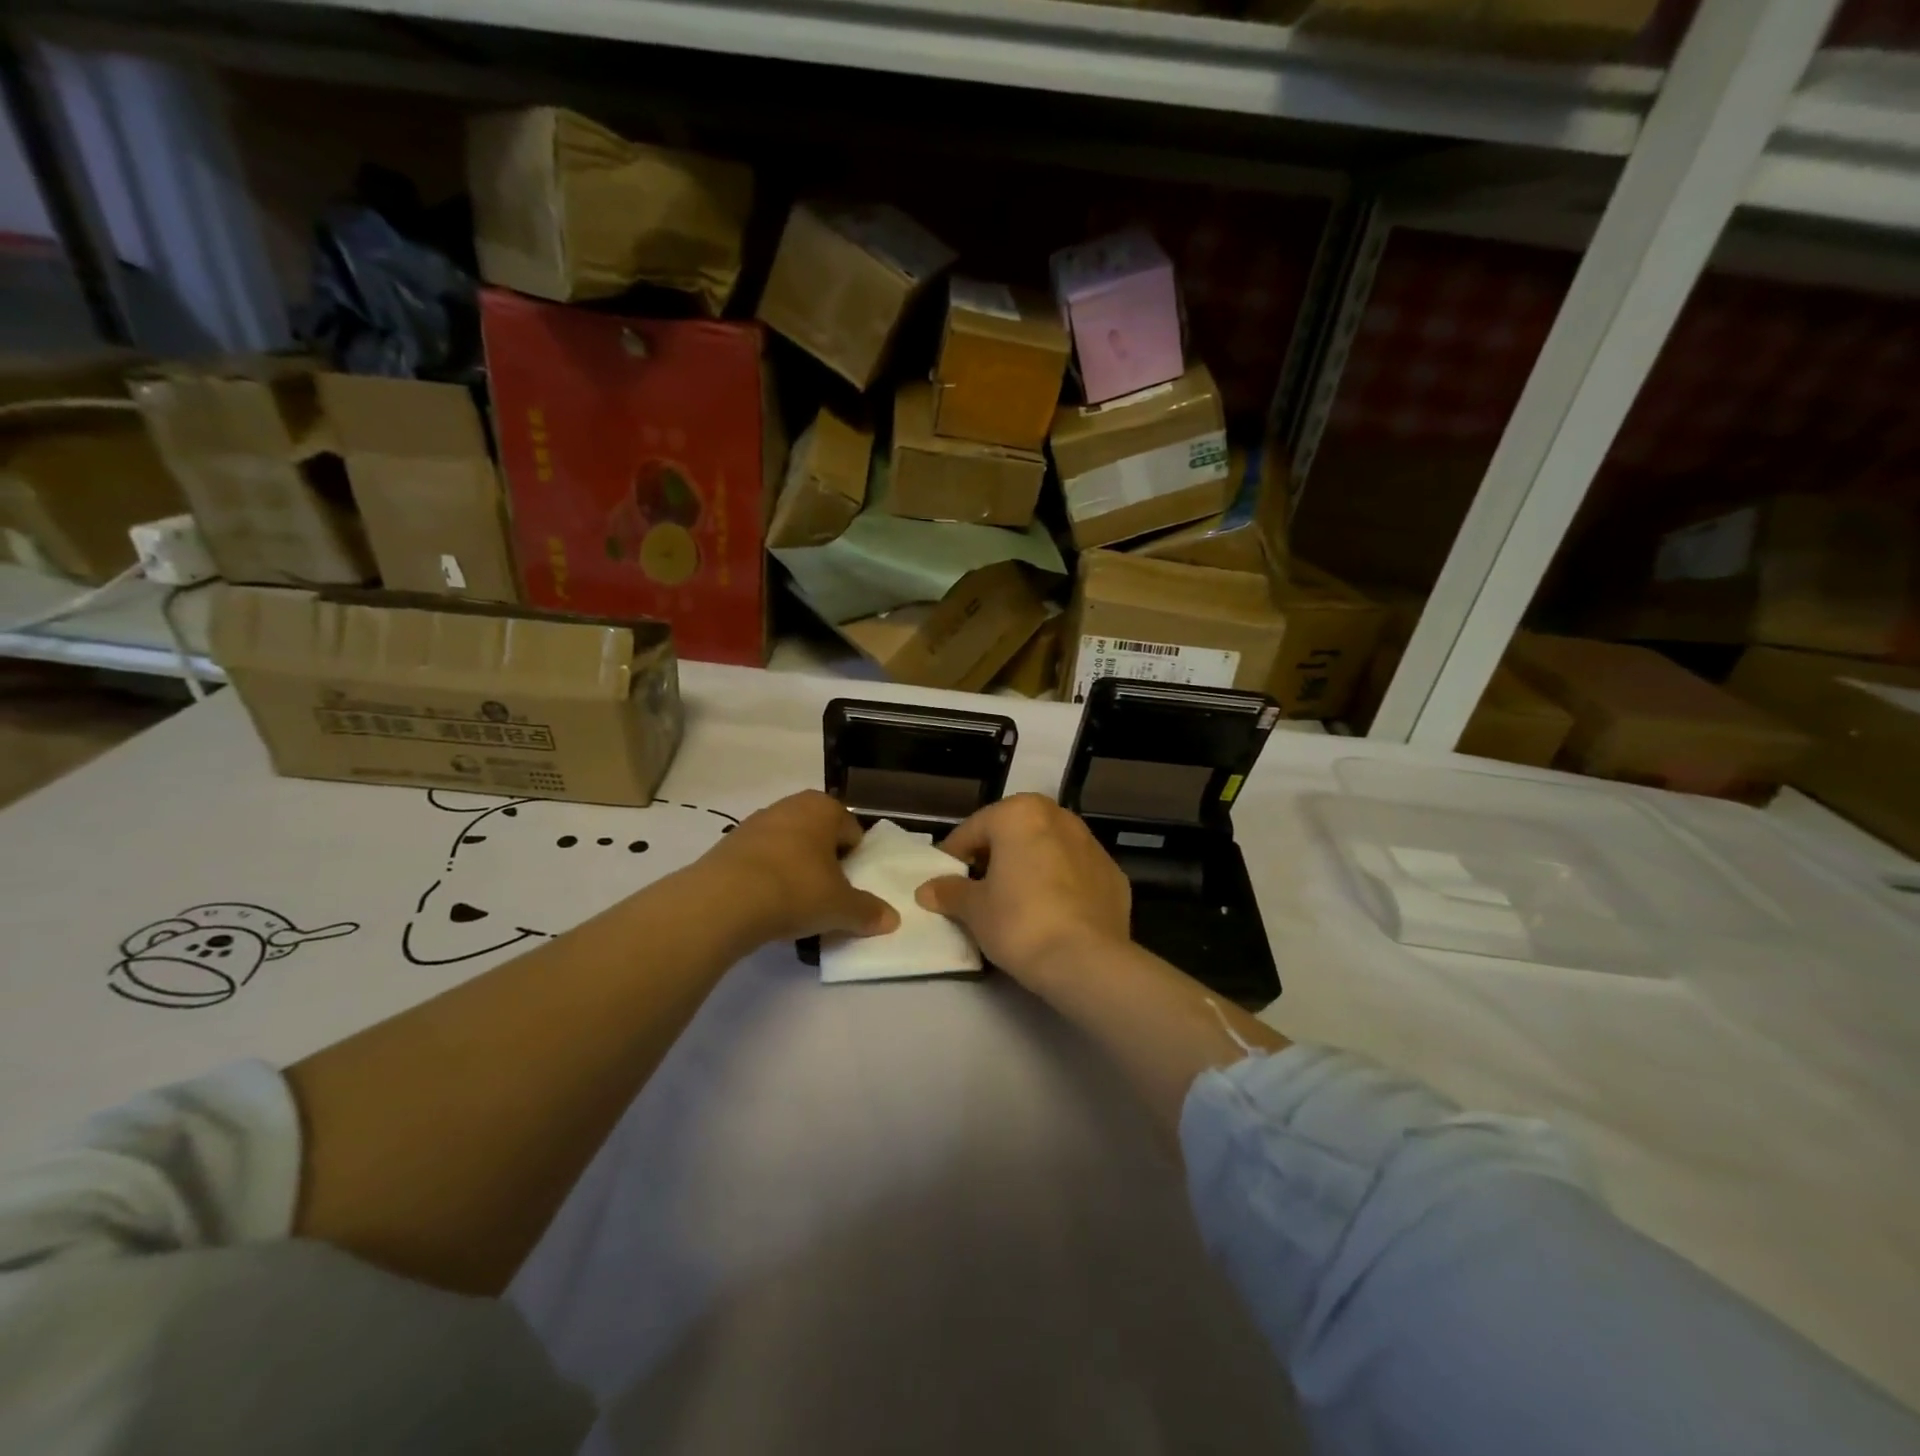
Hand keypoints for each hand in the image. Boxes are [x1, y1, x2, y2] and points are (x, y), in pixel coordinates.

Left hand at [695, 791, 898, 944]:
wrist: (724, 900)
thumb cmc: (796, 889)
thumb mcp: (841, 907)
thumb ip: (868, 912)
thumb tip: (892, 920)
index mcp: (824, 808)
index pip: (852, 831)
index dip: (855, 861)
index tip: (849, 888)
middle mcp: (790, 806)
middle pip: (818, 837)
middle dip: (824, 863)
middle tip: (824, 897)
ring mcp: (755, 823)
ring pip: (788, 848)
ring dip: (794, 871)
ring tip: (793, 906)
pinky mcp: (727, 845)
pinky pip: (759, 861)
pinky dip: (766, 879)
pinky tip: (764, 906)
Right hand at [915, 794, 1130, 992]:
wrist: (1087, 961)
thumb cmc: (1019, 922)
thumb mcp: (974, 909)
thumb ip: (950, 892)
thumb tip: (927, 890)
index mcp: (1020, 813)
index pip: (973, 830)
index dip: (953, 857)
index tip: (943, 883)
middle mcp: (1059, 817)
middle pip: (1013, 834)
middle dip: (994, 858)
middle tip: (977, 892)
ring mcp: (1092, 845)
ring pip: (1047, 850)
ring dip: (1028, 868)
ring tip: (1014, 904)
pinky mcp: (1113, 875)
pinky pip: (1074, 873)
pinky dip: (1059, 885)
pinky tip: (1051, 915)